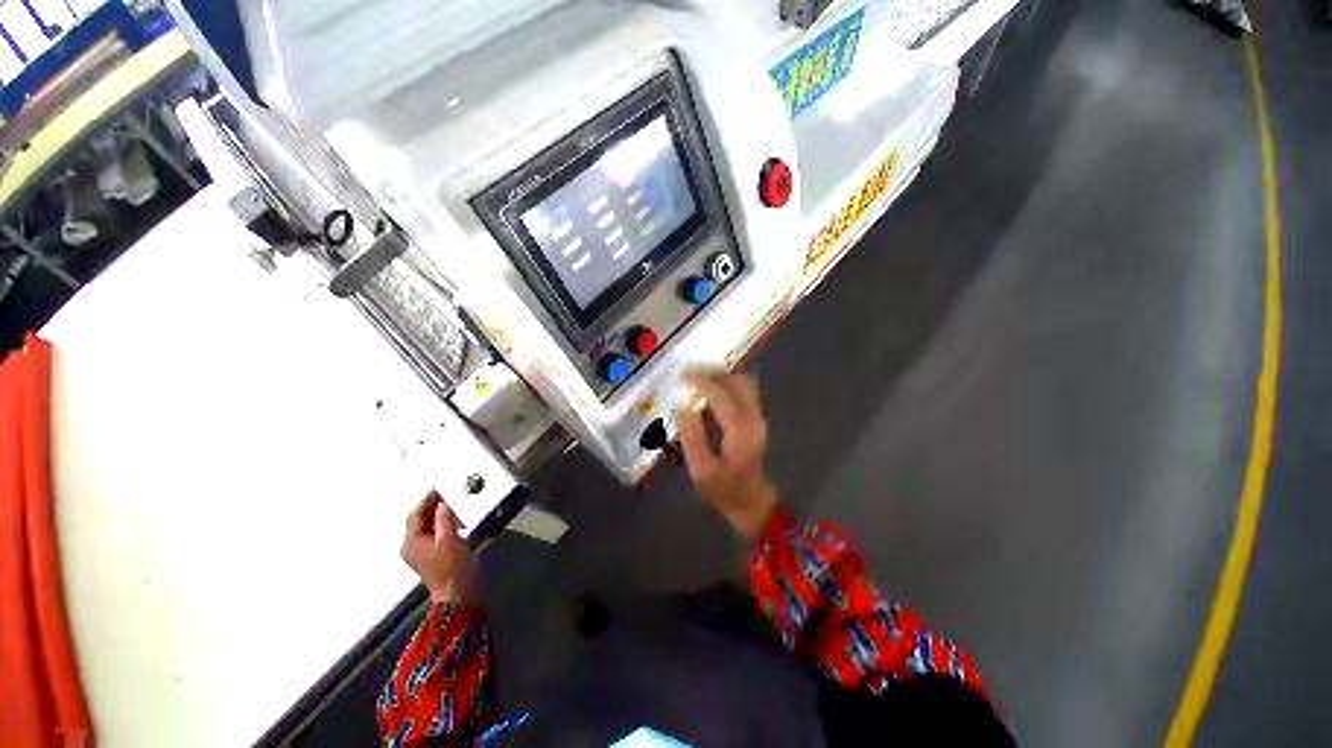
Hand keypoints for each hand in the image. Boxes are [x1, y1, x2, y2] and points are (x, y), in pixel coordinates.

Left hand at [400, 490, 474, 603]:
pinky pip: (432, 535)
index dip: (426, 500)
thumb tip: (442, 504)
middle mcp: (411, 547)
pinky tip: (453, 522)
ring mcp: (420, 553)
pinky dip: (441, 526)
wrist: (457, 592)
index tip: (438, 488)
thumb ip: (444, 519)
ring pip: (426, 527)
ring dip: (438, 516)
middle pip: (419, 521)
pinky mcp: (430, 557)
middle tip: (448, 496)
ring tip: (454, 508)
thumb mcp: (450, 538)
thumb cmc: (452, 565)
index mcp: (411, 542)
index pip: (415, 515)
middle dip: (432, 507)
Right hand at [678, 374, 778, 540]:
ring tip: (698, 388)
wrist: (749, 500)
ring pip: (742, 384)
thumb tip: (684, 405)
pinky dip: (726, 388)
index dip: (701, 384)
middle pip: (736, 383)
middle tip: (688, 383)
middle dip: (711, 378)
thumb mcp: (700, 469)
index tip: (681, 380)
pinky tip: (709, 399)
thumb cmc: (721, 488)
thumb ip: (692, 436)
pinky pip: (744, 392)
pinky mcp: (757, 418)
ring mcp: (758, 417)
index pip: (721, 395)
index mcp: (740, 431)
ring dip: (720, 381)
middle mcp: (754, 419)